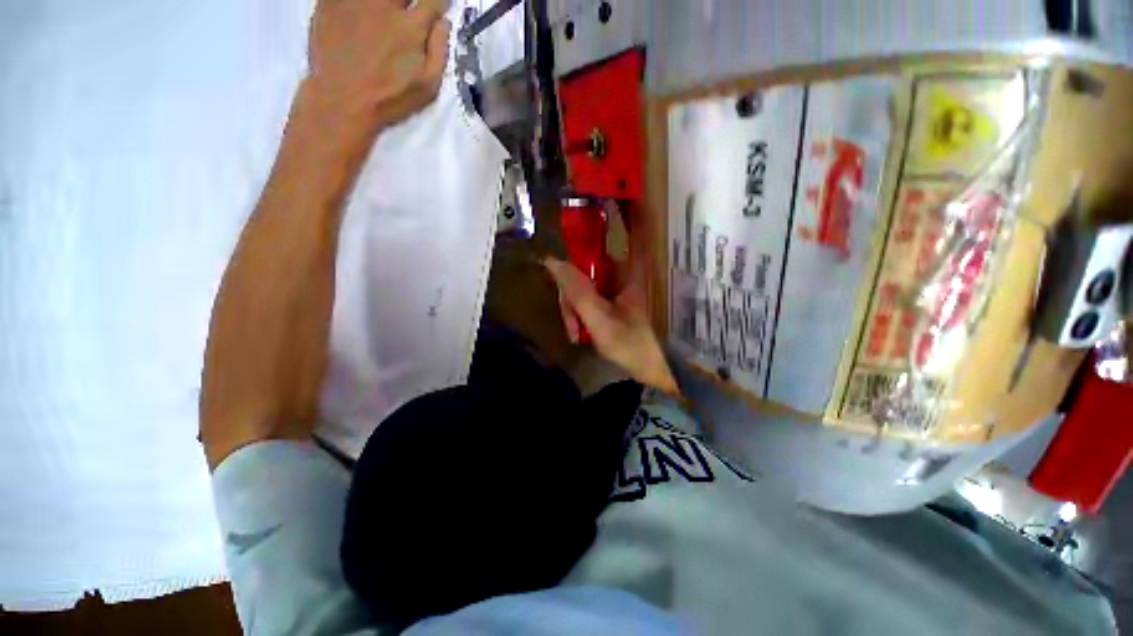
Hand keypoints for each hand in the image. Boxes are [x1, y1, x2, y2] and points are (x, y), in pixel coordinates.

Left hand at [306, 0, 450, 137]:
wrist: (342, 100)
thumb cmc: (390, 98)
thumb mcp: (428, 86)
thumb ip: (439, 51)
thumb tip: (444, 23)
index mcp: (411, 26)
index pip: (433, 1)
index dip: (439, 3)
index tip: (439, 7)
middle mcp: (384, 5)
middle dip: (410, 0)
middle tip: (409, 13)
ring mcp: (355, 0)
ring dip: (387, 3)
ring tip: (385, 15)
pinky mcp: (330, 2)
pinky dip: (357, 3)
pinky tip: (362, 12)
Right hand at [543, 257, 679, 395]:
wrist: (649, 368)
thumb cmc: (629, 343)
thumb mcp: (599, 317)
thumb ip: (576, 291)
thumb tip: (552, 260)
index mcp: (623, 273)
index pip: (590, 253)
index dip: (571, 264)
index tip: (559, 283)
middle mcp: (617, 277)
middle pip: (581, 275)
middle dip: (570, 301)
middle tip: (571, 325)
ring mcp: (612, 293)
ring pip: (581, 291)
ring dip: (573, 312)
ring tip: (575, 334)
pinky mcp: (609, 305)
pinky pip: (586, 303)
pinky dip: (579, 318)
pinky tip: (579, 334)